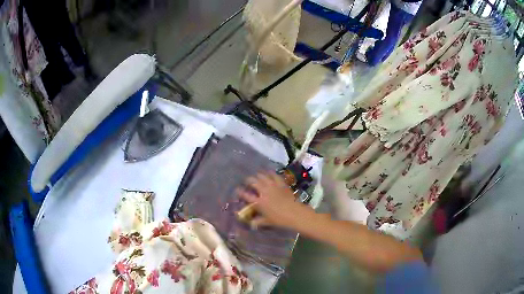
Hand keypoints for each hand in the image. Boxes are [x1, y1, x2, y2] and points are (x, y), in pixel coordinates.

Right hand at [236, 172, 313, 228]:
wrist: (294, 213)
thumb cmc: (280, 219)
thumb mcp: (267, 222)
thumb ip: (257, 222)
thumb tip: (251, 224)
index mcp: (259, 202)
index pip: (246, 195)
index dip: (240, 192)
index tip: (237, 190)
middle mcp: (263, 192)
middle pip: (253, 182)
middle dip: (248, 180)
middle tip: (247, 181)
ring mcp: (272, 186)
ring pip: (262, 176)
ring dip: (258, 175)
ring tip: (256, 175)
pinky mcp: (281, 183)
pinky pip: (274, 175)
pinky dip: (270, 173)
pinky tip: (269, 172)